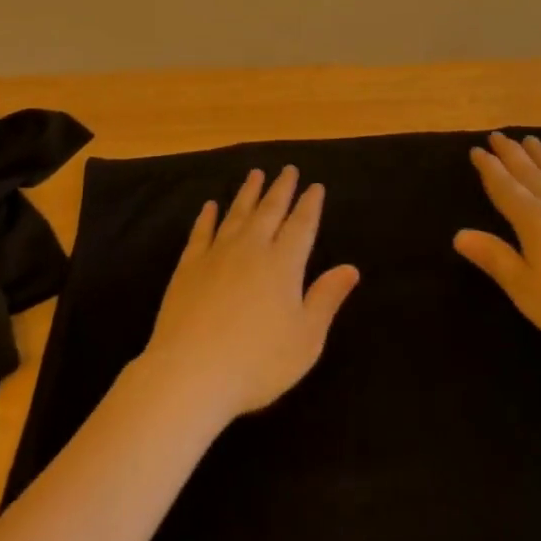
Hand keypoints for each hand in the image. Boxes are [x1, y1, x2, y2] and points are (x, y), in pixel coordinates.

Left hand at [140, 167, 360, 425]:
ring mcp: (217, 253)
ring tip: (255, 174)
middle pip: (270, 210)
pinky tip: (210, 206)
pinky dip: (207, 216)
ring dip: (248, 192)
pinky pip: (201, 232)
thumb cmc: (257, 362)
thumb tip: (351, 268)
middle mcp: (252, 248)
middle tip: (288, 168)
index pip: (301, 224)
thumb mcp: (305, 339)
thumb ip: (326, 298)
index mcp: (283, 263)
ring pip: (237, 213)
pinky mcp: (189, 266)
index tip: (315, 186)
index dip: (310, 204)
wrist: (191, 372)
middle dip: (282, 188)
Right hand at [454, 133, 540, 383]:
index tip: (477, 149)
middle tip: (499, 135)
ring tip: (532, 141)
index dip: (489, 169)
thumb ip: (496, 259)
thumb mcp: (528, 292)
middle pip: (531, 173)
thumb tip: (459, 234)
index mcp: (534, 221)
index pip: (505, 187)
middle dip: (512, 154)